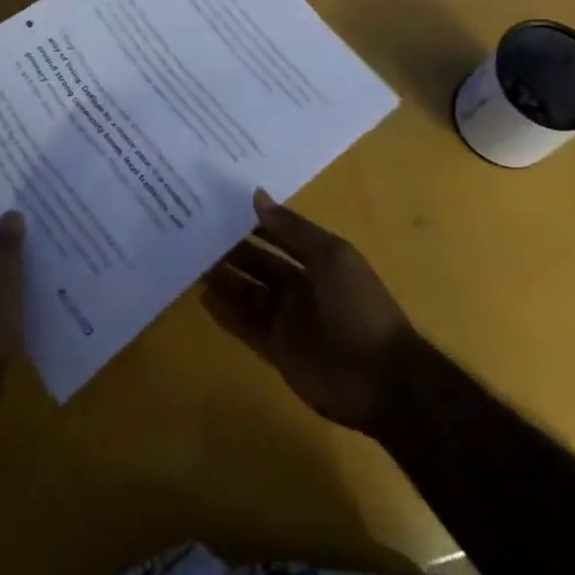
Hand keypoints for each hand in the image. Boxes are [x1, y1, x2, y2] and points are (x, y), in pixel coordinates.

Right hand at [202, 190, 418, 435]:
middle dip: (233, 249)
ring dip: (225, 279)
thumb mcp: (331, 257)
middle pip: (260, 263)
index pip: (279, 234)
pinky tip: (202, 298)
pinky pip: (246, 327)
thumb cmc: (359, 306)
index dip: (254, 221)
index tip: (221, 204)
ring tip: (191, 260)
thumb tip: (257, 195)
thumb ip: (292, 228)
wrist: (383, 379)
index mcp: (318, 259)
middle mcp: (301, 286)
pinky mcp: (278, 351)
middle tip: (195, 231)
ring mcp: (289, 320)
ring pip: (249, 293)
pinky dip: (226, 314)